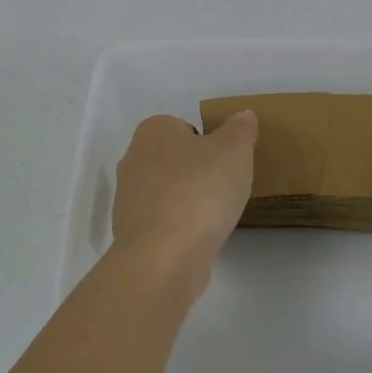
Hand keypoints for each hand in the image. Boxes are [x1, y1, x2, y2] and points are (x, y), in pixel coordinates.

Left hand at [110, 112, 257, 296]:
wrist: (164, 257)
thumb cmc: (200, 191)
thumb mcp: (234, 151)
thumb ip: (240, 130)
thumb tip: (243, 116)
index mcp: (152, 131)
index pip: (184, 128)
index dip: (208, 144)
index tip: (225, 164)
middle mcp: (133, 159)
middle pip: (173, 159)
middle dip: (196, 172)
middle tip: (223, 188)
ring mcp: (127, 198)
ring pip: (166, 191)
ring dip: (187, 201)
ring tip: (213, 217)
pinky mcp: (130, 232)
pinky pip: (162, 221)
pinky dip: (179, 227)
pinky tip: (197, 239)